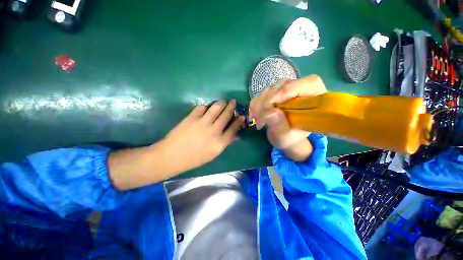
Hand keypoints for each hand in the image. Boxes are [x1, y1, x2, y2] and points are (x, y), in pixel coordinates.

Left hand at [161, 100, 244, 172]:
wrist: (172, 156)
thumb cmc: (194, 158)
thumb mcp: (213, 154)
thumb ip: (224, 143)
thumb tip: (234, 135)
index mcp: (219, 143)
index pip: (233, 129)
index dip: (239, 121)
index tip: (241, 116)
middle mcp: (214, 131)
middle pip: (226, 115)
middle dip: (231, 107)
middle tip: (233, 101)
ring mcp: (202, 123)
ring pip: (216, 108)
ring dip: (221, 103)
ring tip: (224, 101)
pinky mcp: (192, 117)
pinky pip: (202, 107)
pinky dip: (205, 107)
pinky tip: (206, 108)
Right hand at [249, 75, 326, 160]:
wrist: (284, 136)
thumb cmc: (290, 138)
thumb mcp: (286, 137)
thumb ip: (280, 126)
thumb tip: (270, 112)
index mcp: (315, 99)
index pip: (309, 83)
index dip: (288, 90)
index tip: (271, 104)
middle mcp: (302, 90)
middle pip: (284, 85)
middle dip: (268, 101)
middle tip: (260, 118)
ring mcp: (287, 89)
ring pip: (270, 88)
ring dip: (260, 104)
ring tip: (257, 120)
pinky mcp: (275, 92)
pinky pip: (262, 93)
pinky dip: (255, 104)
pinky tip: (254, 115)